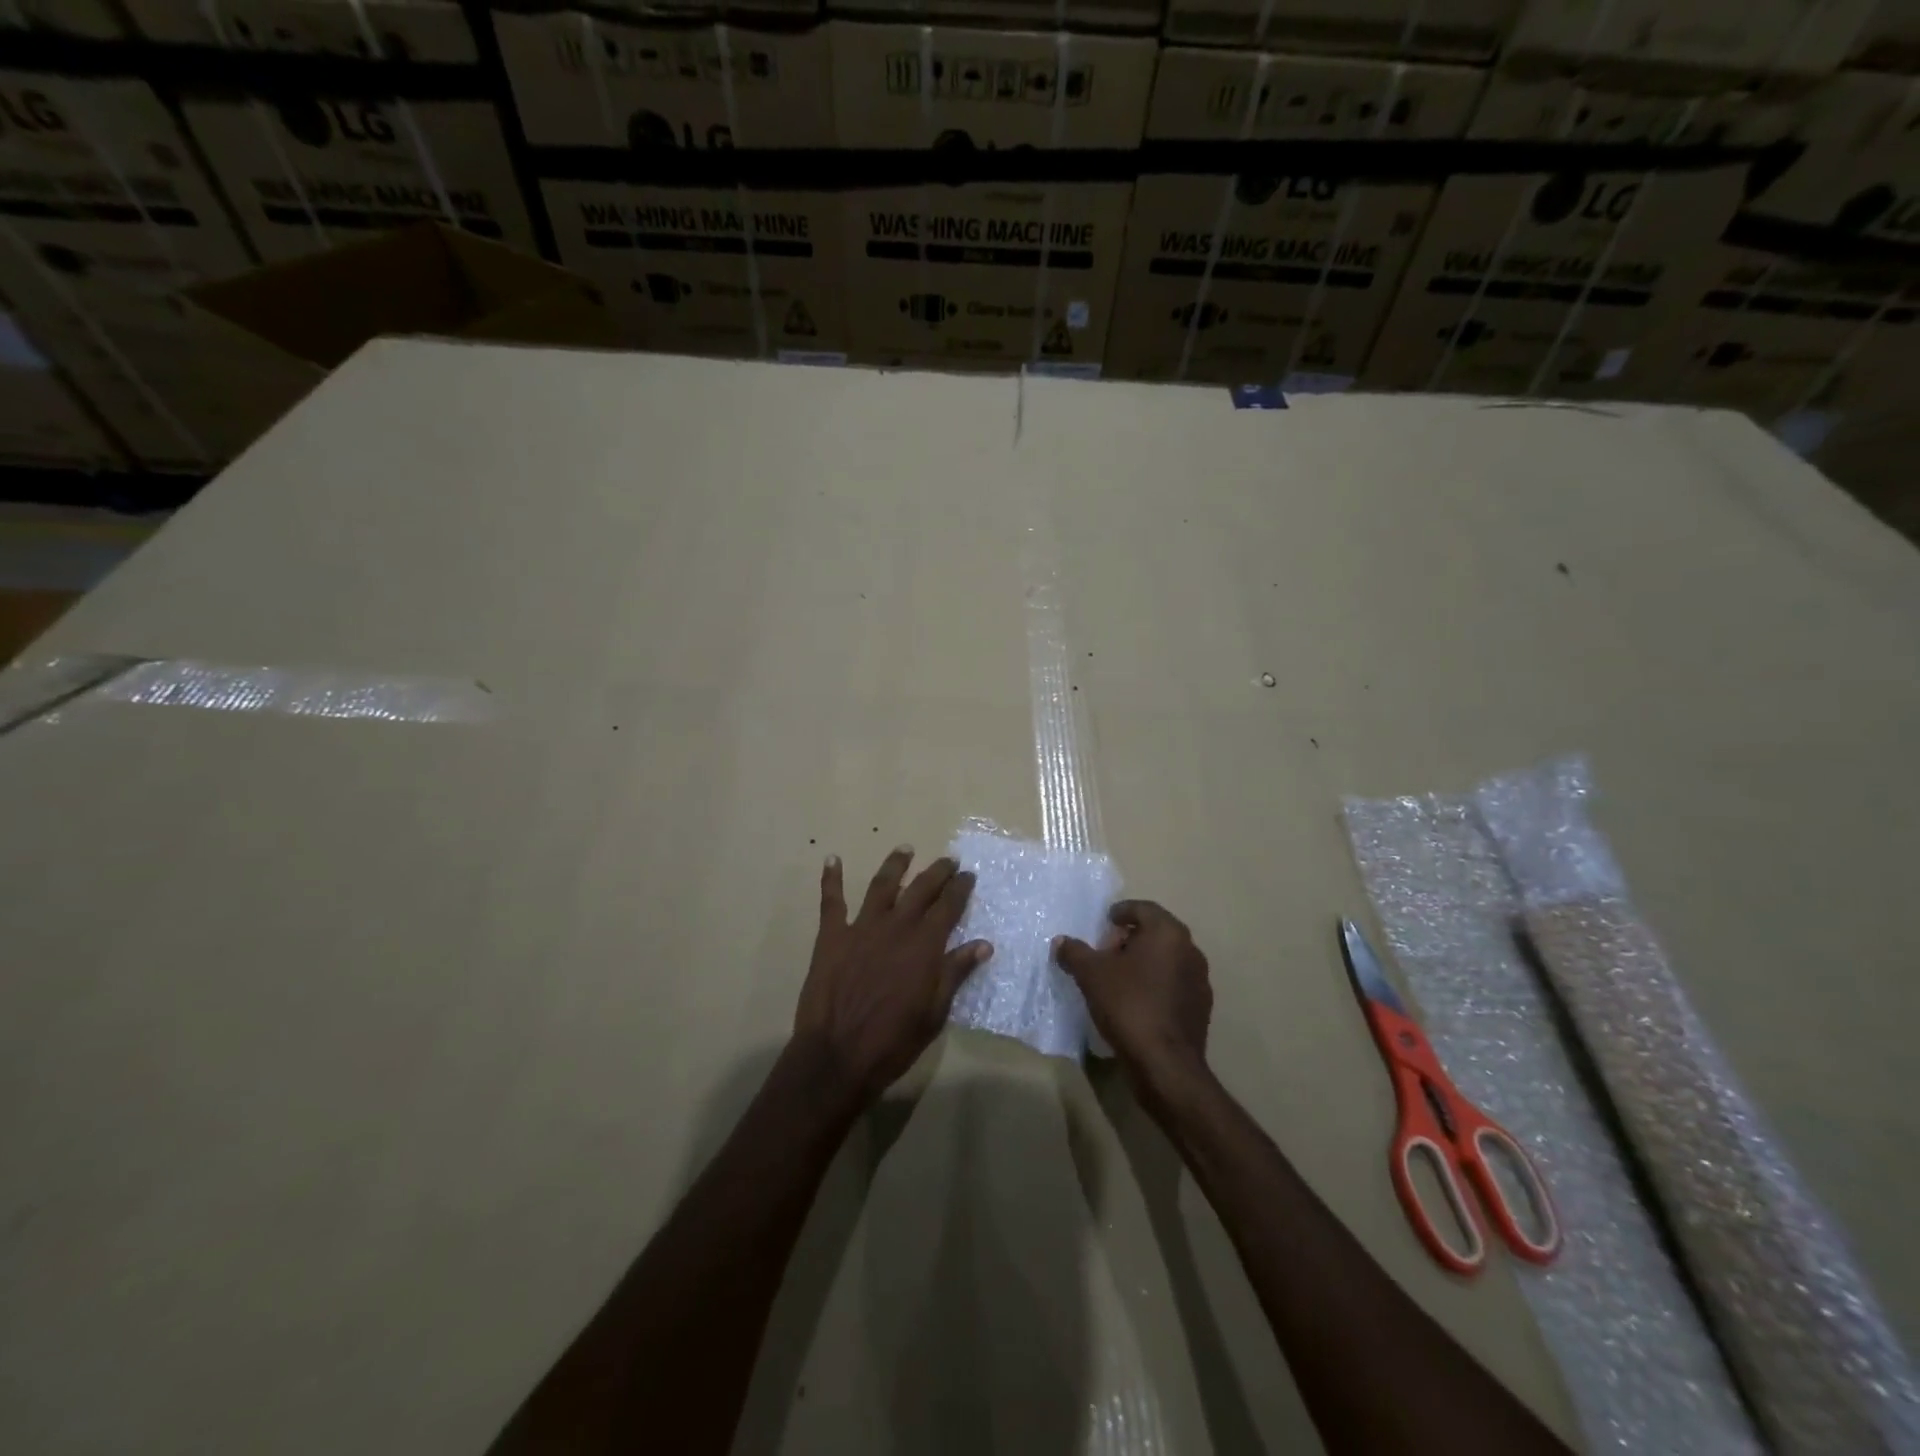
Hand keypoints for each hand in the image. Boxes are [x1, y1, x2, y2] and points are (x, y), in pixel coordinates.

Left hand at [793, 847, 991, 1111]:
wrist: (838, 1055)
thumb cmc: (893, 1040)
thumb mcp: (935, 1012)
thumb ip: (955, 973)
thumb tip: (983, 944)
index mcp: (924, 945)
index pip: (948, 906)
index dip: (960, 888)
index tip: (969, 875)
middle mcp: (896, 927)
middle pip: (920, 889)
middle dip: (937, 872)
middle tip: (948, 860)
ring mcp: (861, 928)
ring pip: (882, 886)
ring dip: (895, 865)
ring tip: (905, 849)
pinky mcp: (832, 936)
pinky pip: (831, 901)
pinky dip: (831, 879)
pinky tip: (832, 859)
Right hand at [1055, 901, 1211, 1096]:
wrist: (1165, 1063)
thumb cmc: (1128, 1005)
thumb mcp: (1091, 975)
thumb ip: (1074, 952)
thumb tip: (1060, 941)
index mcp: (1167, 933)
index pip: (1143, 908)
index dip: (1121, 912)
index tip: (1104, 923)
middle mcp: (1190, 949)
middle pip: (1157, 933)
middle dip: (1131, 938)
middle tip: (1107, 951)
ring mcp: (1200, 979)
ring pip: (1167, 959)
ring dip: (1145, 962)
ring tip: (1119, 977)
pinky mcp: (1201, 1007)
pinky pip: (1174, 984)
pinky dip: (1156, 984)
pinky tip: (1137, 1001)